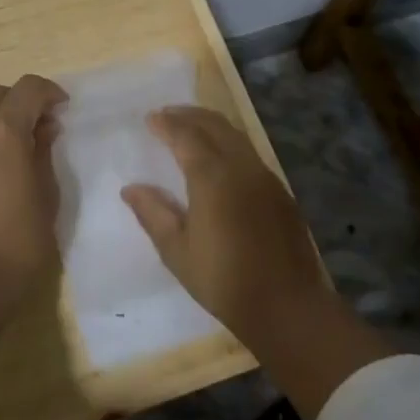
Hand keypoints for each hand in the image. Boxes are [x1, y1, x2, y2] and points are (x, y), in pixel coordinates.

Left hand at [0, 75, 67, 302]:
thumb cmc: (18, 240)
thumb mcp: (46, 195)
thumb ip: (44, 152)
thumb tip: (43, 128)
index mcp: (2, 131)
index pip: (27, 89)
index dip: (49, 92)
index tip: (63, 109)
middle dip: (20, 101)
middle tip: (40, 126)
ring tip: (18, 149)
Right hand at [121, 106, 331, 344]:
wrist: (288, 305)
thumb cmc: (224, 280)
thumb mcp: (177, 251)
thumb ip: (153, 213)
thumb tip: (131, 188)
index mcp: (212, 176)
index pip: (185, 136)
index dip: (166, 124)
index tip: (150, 119)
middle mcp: (240, 166)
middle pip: (214, 125)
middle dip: (188, 115)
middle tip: (167, 114)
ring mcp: (265, 176)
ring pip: (235, 135)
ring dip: (210, 125)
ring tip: (190, 127)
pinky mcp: (280, 191)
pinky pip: (249, 152)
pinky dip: (229, 142)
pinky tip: (220, 157)